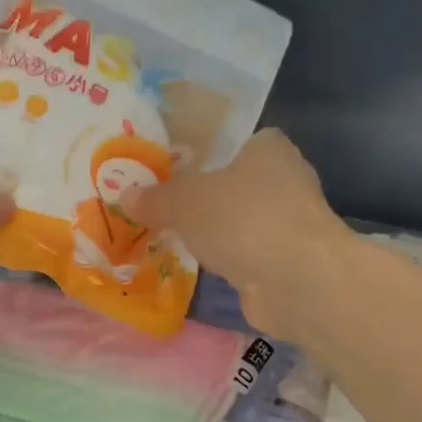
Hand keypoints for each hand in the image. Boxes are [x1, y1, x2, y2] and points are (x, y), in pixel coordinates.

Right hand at [122, 129, 349, 341]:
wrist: (296, 281)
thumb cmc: (242, 219)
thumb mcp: (184, 201)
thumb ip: (155, 198)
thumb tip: (125, 196)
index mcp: (268, 149)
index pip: (237, 140)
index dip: (207, 151)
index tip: (176, 167)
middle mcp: (286, 180)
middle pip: (237, 182)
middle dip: (207, 195)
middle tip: (165, 202)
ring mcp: (290, 223)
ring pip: (242, 220)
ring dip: (217, 230)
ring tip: (175, 235)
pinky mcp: (288, 261)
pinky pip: (247, 252)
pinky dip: (228, 258)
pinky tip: (200, 265)